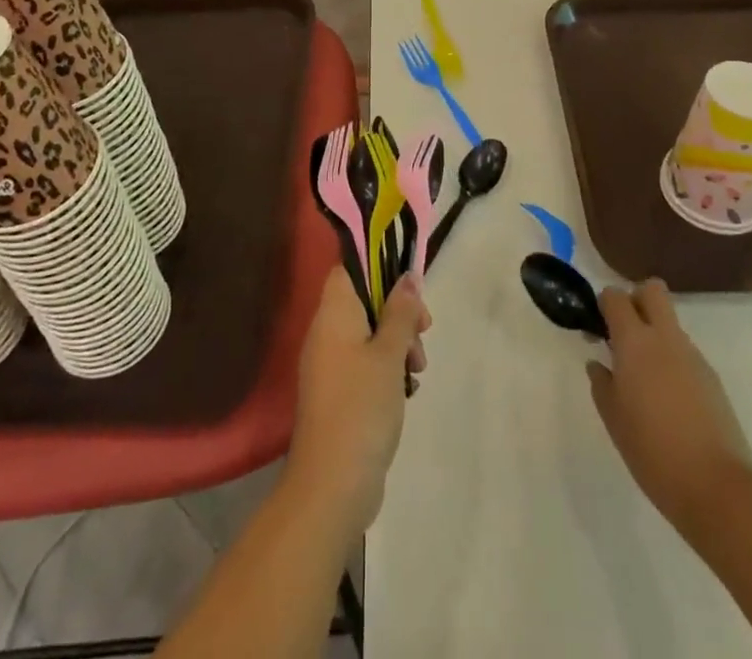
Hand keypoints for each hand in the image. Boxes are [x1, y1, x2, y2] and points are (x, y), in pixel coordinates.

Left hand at [286, 268, 430, 539]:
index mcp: (333, 313)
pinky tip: (407, 389)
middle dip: (399, 311)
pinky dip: (388, 369)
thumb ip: (400, 312)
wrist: (331, 485)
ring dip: (398, 344)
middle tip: (424, 330)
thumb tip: (407, 277)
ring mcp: (330, 365)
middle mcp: (326, 332)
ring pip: (369, 334)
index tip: (410, 287)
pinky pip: (365, 363)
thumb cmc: (361, 406)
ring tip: (418, 368)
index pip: (350, 268)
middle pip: (365, 300)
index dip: (379, 267)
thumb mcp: (389, 353)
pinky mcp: (339, 393)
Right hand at [587, 279, 751, 535]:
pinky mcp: (712, 379)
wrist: (717, 487)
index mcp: (635, 341)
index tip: (599, 329)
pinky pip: (685, 353)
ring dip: (655, 336)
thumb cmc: (652, 451)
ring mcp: (693, 357)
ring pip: (670, 324)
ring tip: (646, 380)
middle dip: (636, 300)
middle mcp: (665, 338)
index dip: (605, 304)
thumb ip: (602, 383)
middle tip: (624, 334)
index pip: (616, 296)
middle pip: (652, 290)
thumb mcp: (613, 418)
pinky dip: (673, 362)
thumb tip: (600, 364)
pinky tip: (669, 401)